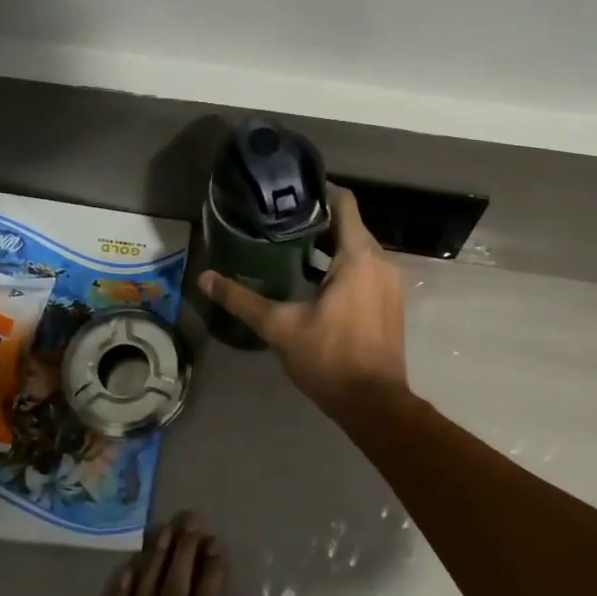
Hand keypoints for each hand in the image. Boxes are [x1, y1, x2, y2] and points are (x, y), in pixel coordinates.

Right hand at [199, 186, 408, 420]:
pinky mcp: (390, 303)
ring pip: (358, 251)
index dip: (316, 192)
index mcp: (359, 256)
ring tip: (288, 249)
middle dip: (315, 222)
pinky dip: (342, 268)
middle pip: (349, 226)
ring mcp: (390, 283)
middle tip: (277, 223)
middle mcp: (382, 261)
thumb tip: (205, 278)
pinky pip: (366, 271)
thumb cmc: (329, 358)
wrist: (374, 403)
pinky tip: (312, 282)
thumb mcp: (280, 327)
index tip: (287, 194)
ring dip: (327, 248)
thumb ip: (242, 300)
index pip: (343, 203)